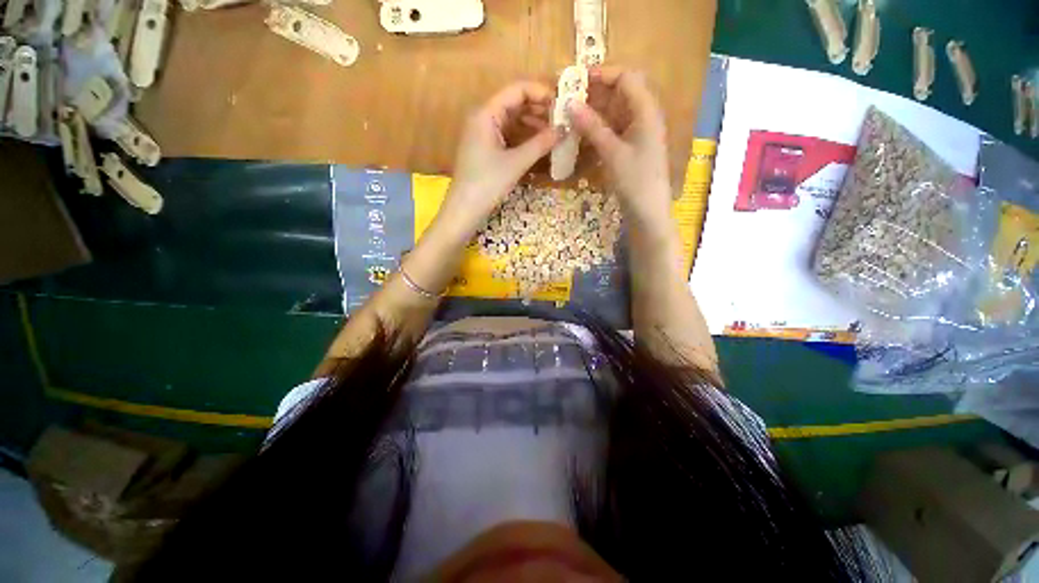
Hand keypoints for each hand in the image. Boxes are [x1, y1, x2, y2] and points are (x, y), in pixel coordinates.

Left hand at [436, 82, 559, 238]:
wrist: (464, 210)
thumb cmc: (487, 184)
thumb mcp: (516, 163)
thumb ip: (541, 144)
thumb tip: (565, 129)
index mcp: (486, 114)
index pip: (517, 90)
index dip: (541, 93)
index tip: (562, 105)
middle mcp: (483, 118)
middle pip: (514, 103)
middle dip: (539, 109)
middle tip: (562, 120)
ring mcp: (483, 134)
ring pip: (512, 120)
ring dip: (533, 123)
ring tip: (554, 132)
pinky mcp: (485, 149)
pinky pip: (508, 135)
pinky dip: (524, 137)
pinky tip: (538, 144)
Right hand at [569, 68, 671, 228]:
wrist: (647, 211)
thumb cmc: (635, 180)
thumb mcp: (612, 152)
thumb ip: (592, 127)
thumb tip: (569, 104)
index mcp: (646, 111)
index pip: (626, 78)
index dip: (603, 74)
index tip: (577, 80)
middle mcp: (644, 116)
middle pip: (620, 93)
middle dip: (595, 93)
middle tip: (569, 99)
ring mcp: (637, 133)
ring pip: (615, 112)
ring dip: (594, 111)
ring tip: (570, 115)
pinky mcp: (631, 148)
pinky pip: (613, 129)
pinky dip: (598, 128)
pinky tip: (582, 133)